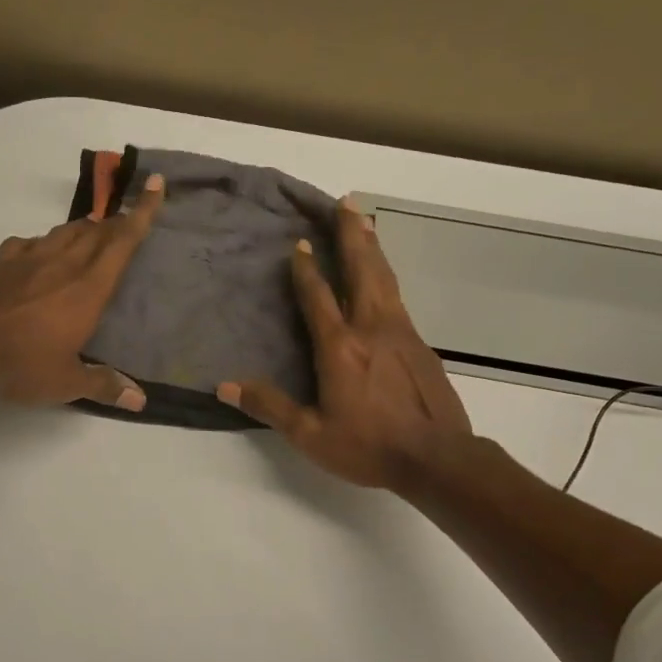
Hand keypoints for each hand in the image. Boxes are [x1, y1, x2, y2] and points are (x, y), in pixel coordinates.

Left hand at [0, 173, 166, 409]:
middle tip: (126, 217)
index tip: (154, 184)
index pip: (122, 242)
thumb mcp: (67, 383)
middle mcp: (60, 264)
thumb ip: (104, 385)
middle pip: (95, 232)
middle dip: (115, 221)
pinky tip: (36, 251)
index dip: (142, 212)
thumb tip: (141, 401)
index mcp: (87, 289)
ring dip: (81, 229)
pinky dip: (40, 243)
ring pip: (61, 233)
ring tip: (90, 231)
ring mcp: (24, 259)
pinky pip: (25, 243)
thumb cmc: (22, 366)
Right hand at [218, 198, 470, 488]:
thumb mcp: (310, 435)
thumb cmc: (369, 447)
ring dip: (372, 247)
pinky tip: (384, 277)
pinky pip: (398, 297)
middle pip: (361, 270)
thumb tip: (223, 387)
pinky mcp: (421, 345)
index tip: (298, 244)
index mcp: (340, 348)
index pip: (318, 297)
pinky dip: (387, 275)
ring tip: (366, 220)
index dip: (305, 269)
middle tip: (346, 203)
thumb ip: (269, 407)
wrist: (438, 459)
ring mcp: (401, 333)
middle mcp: (371, 329)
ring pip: (384, 278)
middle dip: (351, 235)